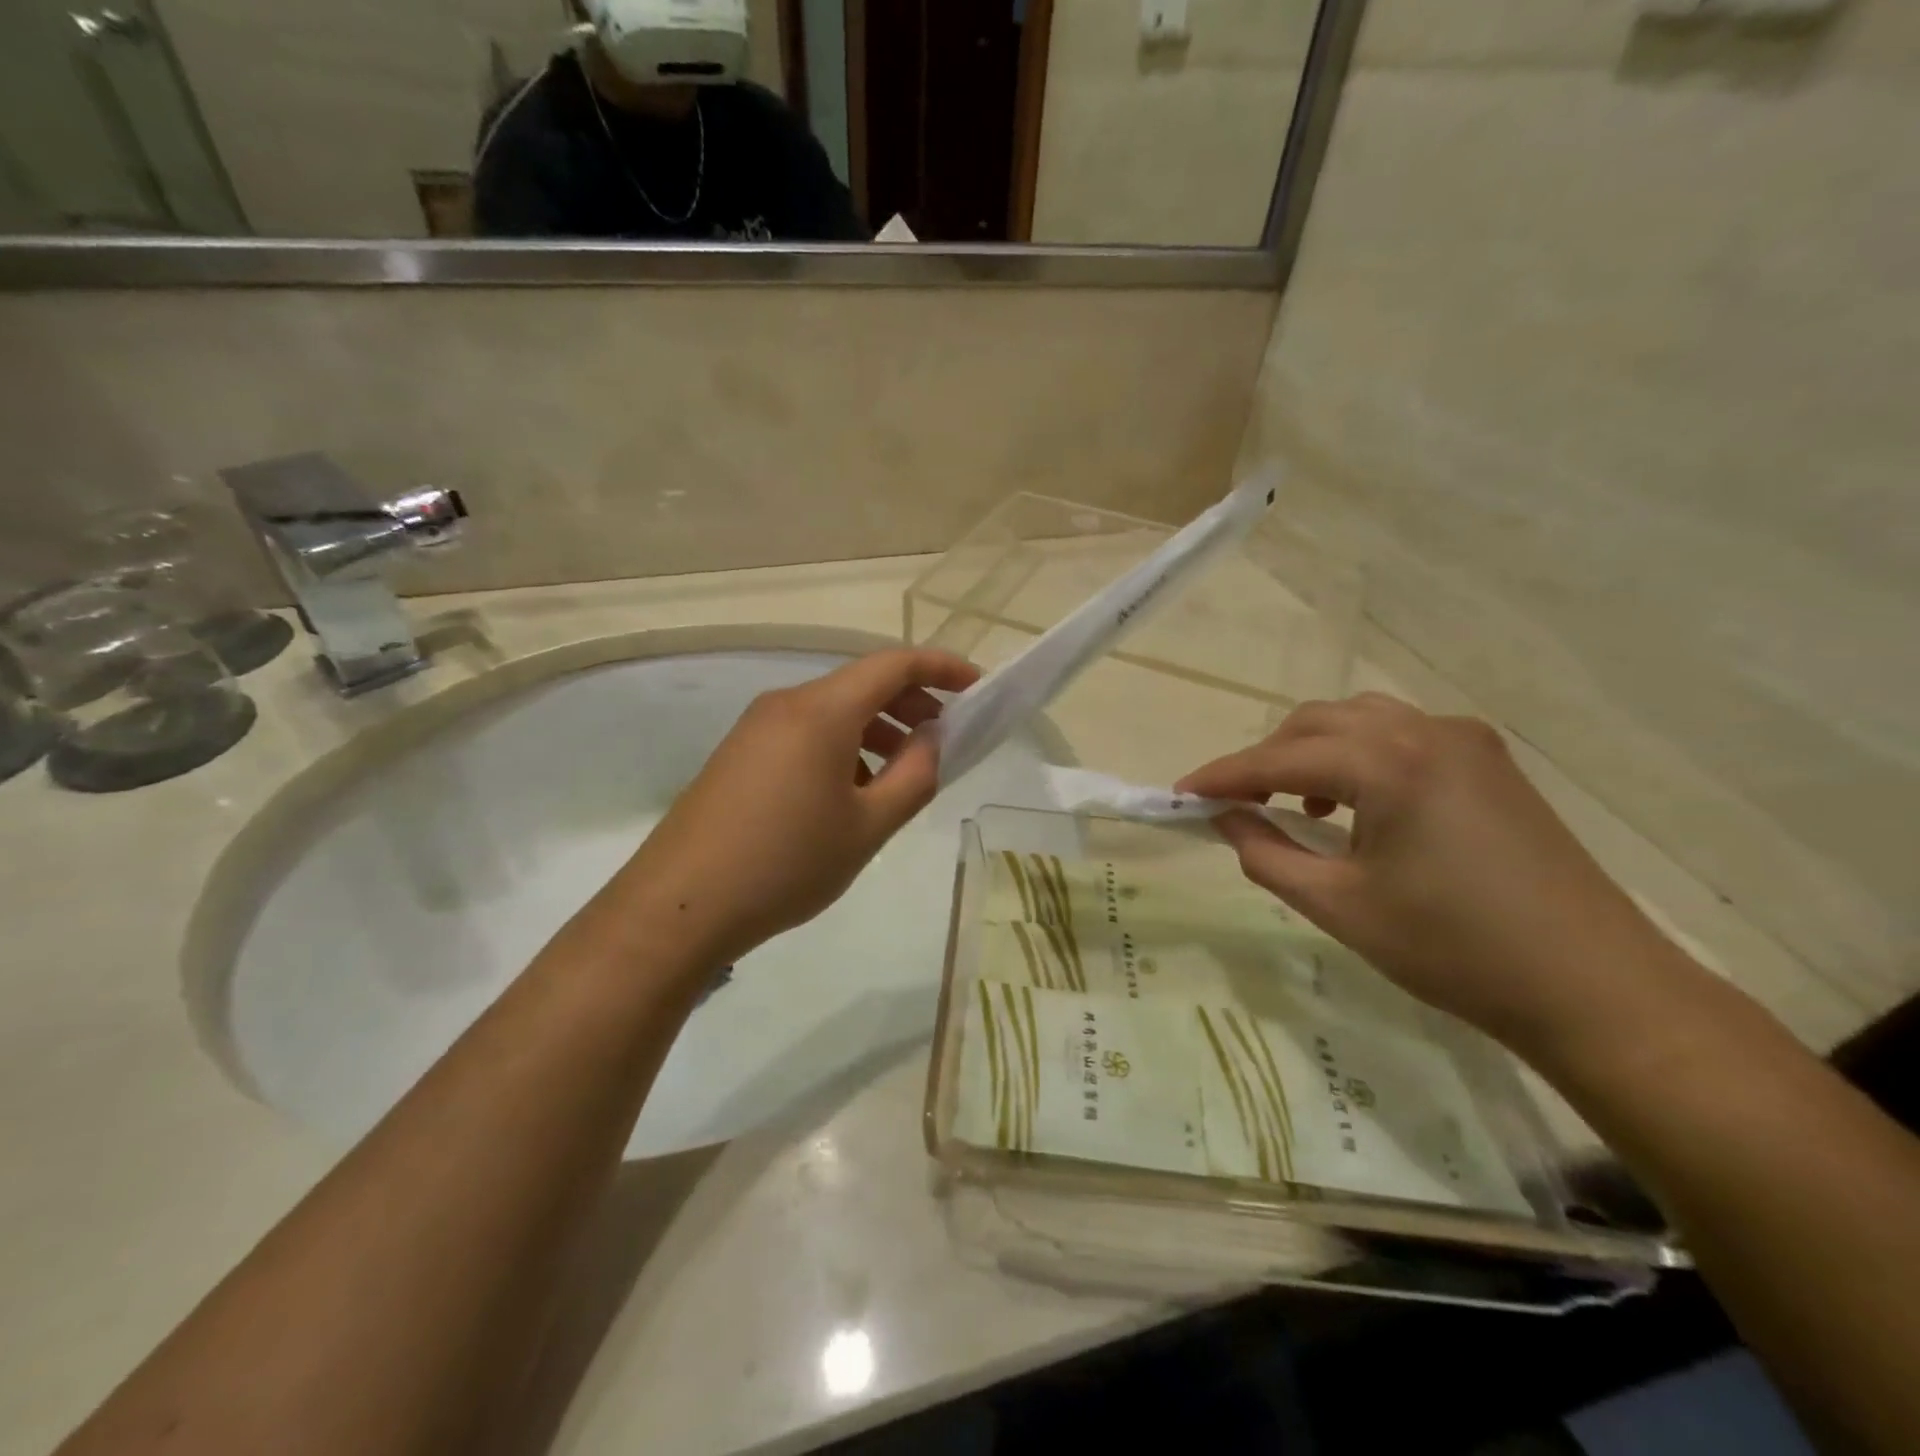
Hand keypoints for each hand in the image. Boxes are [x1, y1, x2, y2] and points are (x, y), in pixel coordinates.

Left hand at [608, 647, 978, 970]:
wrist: (682, 905)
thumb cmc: (787, 863)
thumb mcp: (868, 826)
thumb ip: (915, 776)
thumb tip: (934, 740)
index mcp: (822, 711)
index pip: (894, 664)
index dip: (942, 668)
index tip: (978, 687)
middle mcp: (787, 703)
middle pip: (862, 684)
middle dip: (912, 703)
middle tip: (945, 740)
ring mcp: (757, 727)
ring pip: (834, 710)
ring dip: (878, 729)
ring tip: (903, 775)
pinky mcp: (741, 754)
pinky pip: (806, 733)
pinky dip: (844, 746)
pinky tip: (852, 792)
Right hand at [1176, 694, 1685, 1058]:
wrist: (1593, 987)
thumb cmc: (1454, 949)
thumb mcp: (1338, 906)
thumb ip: (1266, 854)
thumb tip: (1226, 819)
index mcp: (1388, 763)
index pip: (1280, 757)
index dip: (1224, 775)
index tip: (1181, 793)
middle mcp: (1426, 732)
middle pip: (1318, 722)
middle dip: (1267, 758)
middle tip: (1236, 803)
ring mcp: (1466, 741)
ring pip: (1360, 721)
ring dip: (1313, 751)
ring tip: (1297, 803)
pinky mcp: (1490, 762)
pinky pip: (1401, 736)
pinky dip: (1359, 756)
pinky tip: (1357, 803)